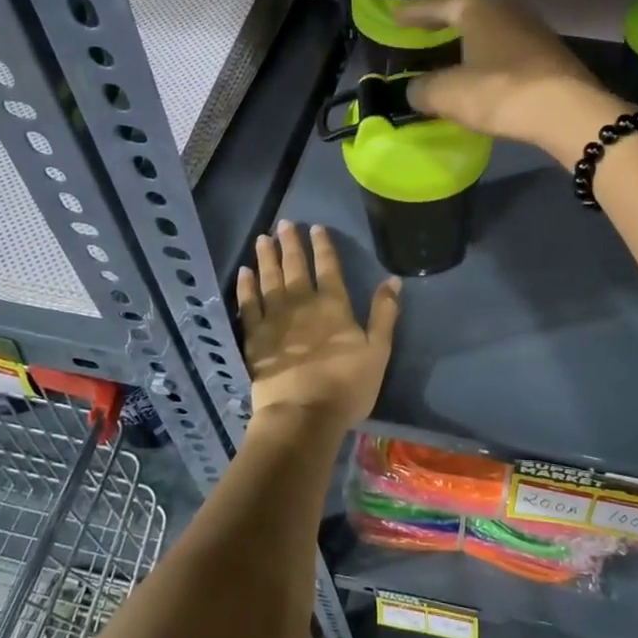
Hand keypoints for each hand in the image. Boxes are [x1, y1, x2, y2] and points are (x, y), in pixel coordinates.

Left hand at [236, 221, 398, 427]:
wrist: (303, 414)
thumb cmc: (347, 385)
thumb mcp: (378, 350)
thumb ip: (384, 313)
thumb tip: (392, 279)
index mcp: (333, 305)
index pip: (328, 267)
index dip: (322, 246)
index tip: (316, 227)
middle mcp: (302, 303)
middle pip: (295, 266)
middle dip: (290, 243)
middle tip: (284, 224)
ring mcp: (274, 319)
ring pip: (269, 279)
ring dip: (266, 257)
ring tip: (263, 239)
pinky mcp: (254, 337)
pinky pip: (248, 304)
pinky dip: (246, 286)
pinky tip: (244, 273)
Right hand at [395, 0, 629, 169]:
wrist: (567, 111)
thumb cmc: (500, 92)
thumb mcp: (449, 94)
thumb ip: (423, 90)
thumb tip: (415, 90)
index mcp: (478, 7)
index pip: (437, 4)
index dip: (414, 12)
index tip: (396, 17)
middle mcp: (507, 8)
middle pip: (468, 10)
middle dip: (444, 20)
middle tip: (424, 29)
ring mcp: (534, 29)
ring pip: (491, 29)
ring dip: (471, 39)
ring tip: (453, 51)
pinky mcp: (550, 54)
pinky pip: (508, 49)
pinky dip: (490, 56)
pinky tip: (485, 72)